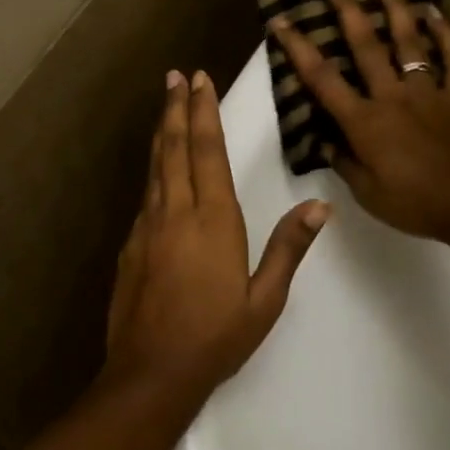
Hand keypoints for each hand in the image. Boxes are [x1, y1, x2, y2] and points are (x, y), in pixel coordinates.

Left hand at [104, 69, 329, 403]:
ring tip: (166, 106)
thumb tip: (319, 207)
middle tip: (175, 76)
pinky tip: (157, 170)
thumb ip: (288, 247)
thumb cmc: (216, 337)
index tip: (200, 81)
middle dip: (177, 109)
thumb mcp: (265, 298)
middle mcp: (176, 213)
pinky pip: (145, 196)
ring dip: (163, 133)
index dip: (205, 113)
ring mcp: (147, 228)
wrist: (151, 373)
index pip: (208, 152)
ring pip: (155, 168)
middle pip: (176, 148)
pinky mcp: (130, 247)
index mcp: (213, 220)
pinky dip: (153, 171)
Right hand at [268, 0, 449, 246]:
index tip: (282, 19)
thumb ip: (344, 163)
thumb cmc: (415, 204)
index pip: (322, 79)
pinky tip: (435, 13)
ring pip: (410, 41)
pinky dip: (446, 34)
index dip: (299, 48)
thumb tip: (326, 142)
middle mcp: (393, 97)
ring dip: (396, 6)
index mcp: (365, 122)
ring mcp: (429, 93)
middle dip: (346, 9)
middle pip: (365, 45)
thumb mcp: (367, 193)